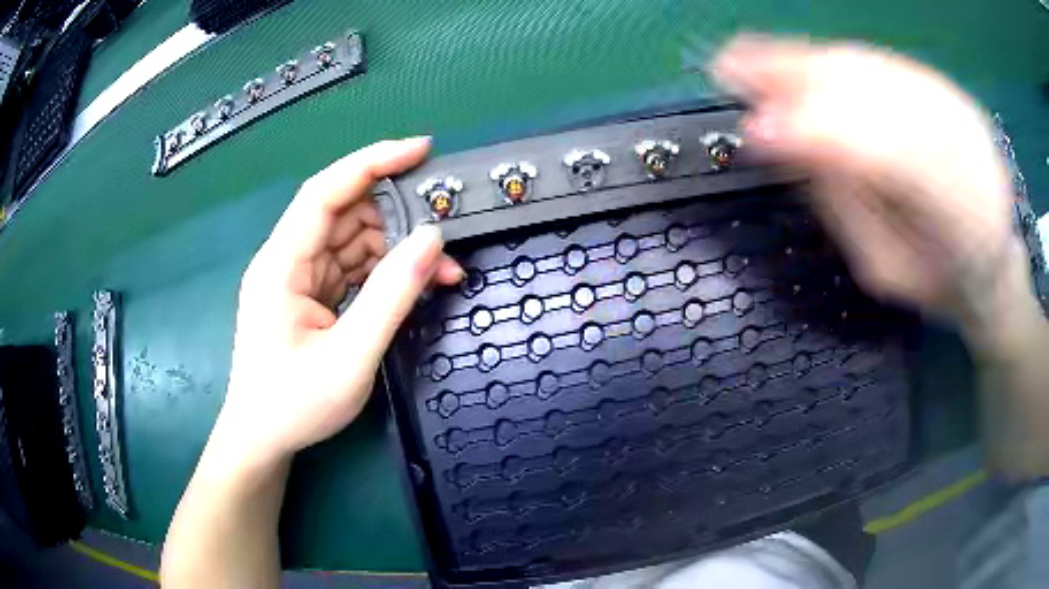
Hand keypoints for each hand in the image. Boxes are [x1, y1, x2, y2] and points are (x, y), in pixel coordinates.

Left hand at [218, 137, 462, 465]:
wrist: (261, 439)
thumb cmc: (294, 405)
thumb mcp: (350, 357)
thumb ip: (391, 296)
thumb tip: (432, 239)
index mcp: (281, 264)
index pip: (325, 192)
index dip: (372, 161)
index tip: (421, 149)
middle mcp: (286, 261)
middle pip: (343, 212)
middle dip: (396, 215)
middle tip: (443, 229)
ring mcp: (297, 278)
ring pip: (351, 240)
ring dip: (395, 248)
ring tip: (438, 270)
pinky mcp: (308, 296)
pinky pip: (350, 267)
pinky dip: (383, 271)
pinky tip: (412, 283)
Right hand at [711, 36, 1018, 323]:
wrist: (991, 258)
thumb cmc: (936, 282)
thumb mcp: (887, 270)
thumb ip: (845, 208)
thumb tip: (785, 141)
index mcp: (967, 222)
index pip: (893, 160)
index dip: (824, 136)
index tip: (756, 131)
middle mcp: (971, 148)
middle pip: (881, 96)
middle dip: (803, 81)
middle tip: (732, 72)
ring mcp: (959, 107)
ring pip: (874, 69)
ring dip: (807, 59)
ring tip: (747, 56)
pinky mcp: (945, 87)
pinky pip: (878, 62)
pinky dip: (829, 57)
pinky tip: (791, 58)